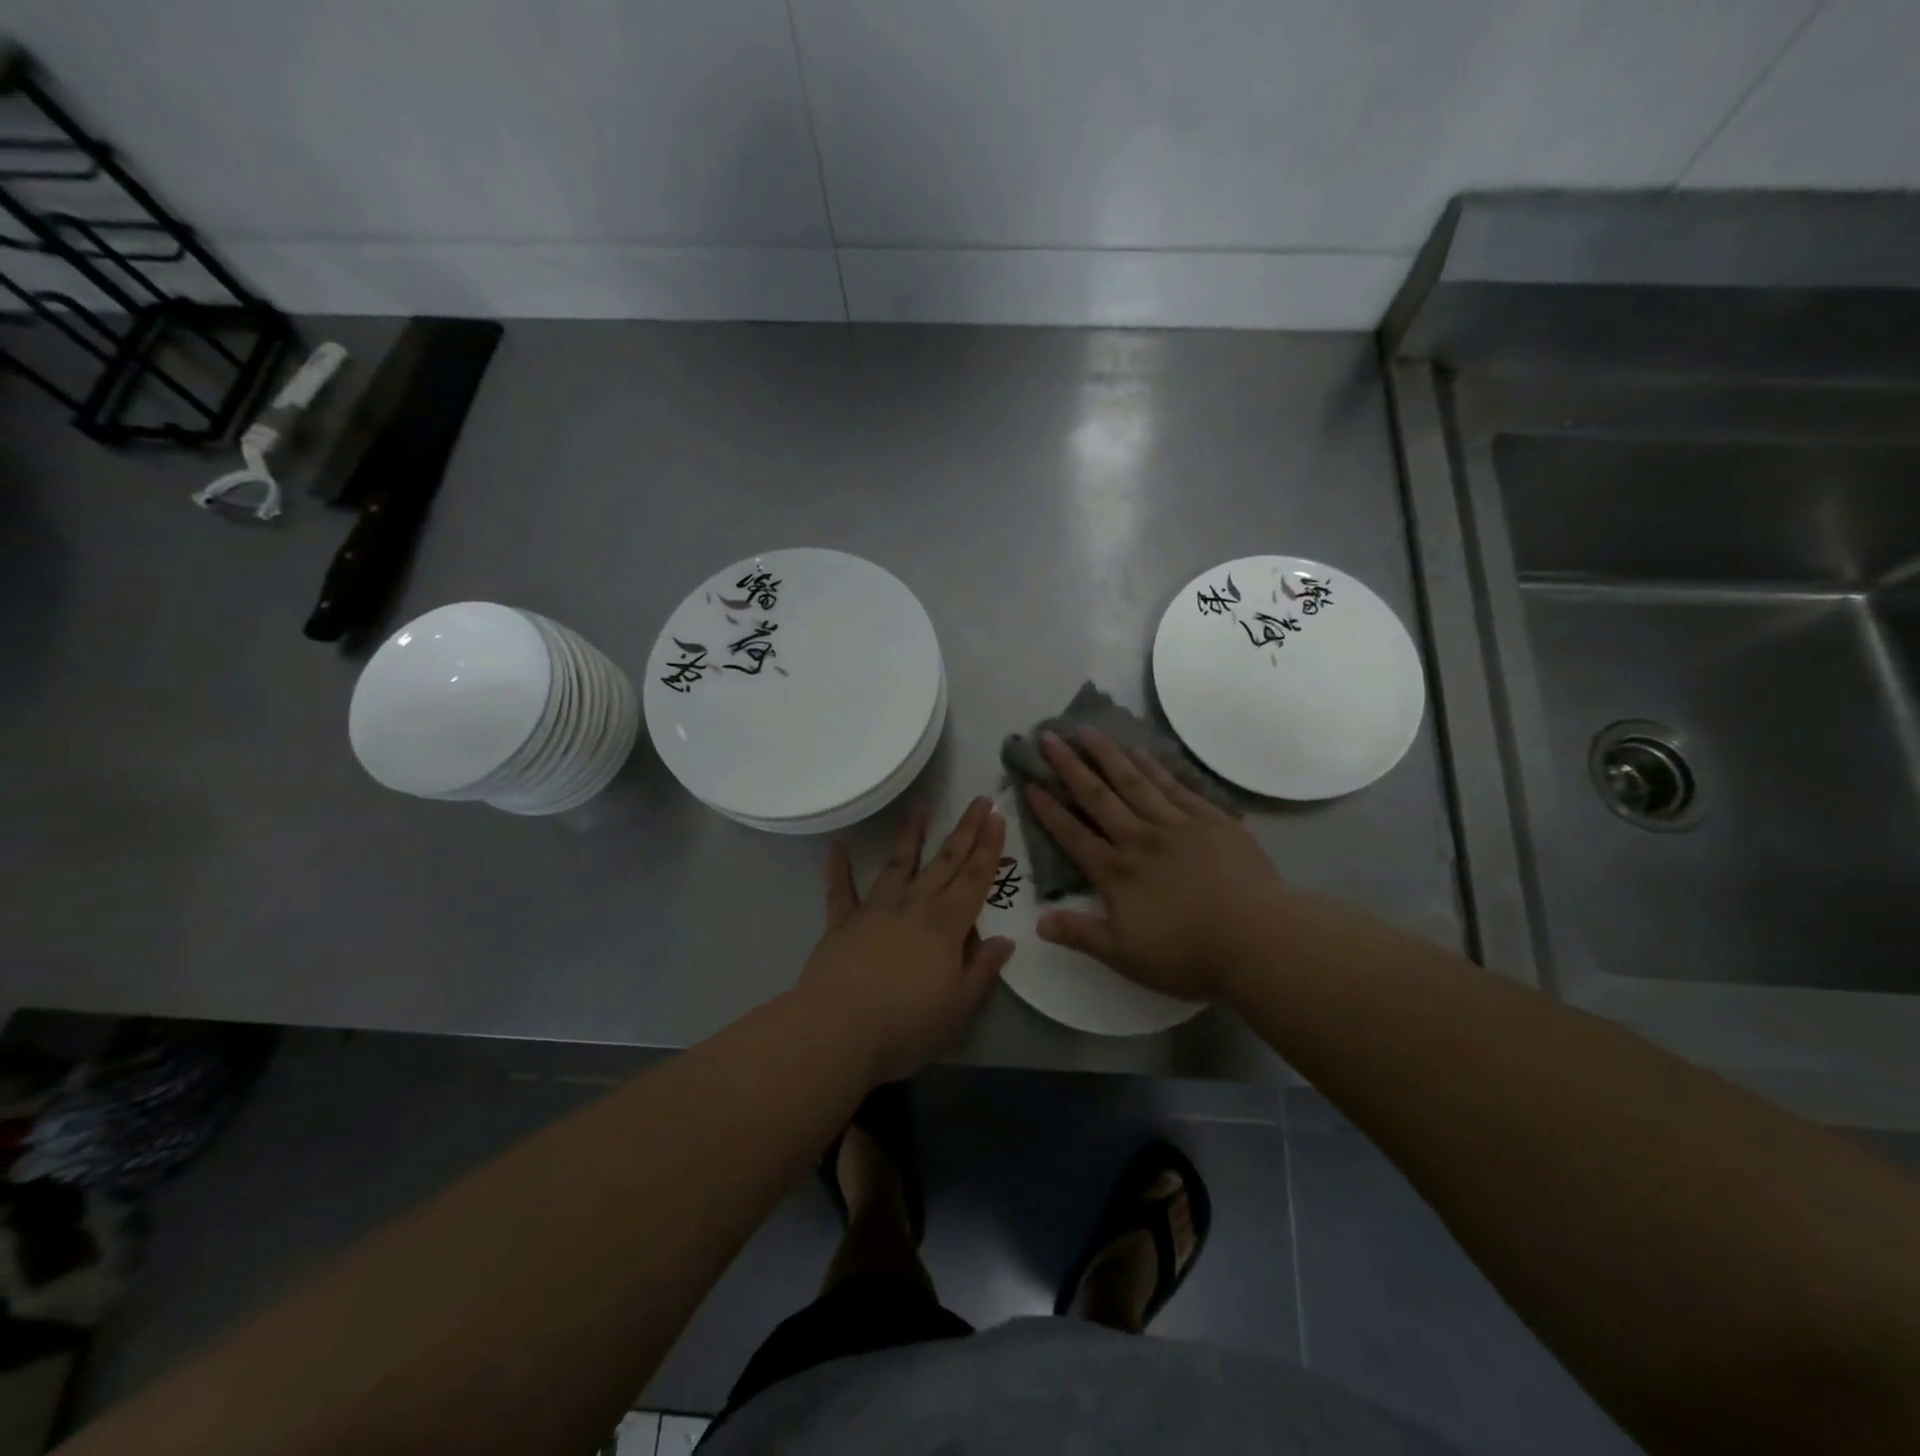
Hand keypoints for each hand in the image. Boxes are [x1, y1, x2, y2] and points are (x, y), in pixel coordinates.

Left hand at [798, 797, 1016, 1084]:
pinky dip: (838, 868)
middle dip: (965, 830)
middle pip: (945, 861)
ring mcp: (876, 909)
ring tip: (919, 807)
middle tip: (979, 800)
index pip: (975, 879)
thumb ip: (981, 970)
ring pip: (898, 863)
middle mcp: (914, 906)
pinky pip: (840, 890)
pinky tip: (837, 847)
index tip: (998, 818)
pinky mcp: (842, 922)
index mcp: (947, 925)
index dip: (989, 848)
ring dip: (910, 835)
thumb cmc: (906, 1025)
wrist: (838, 1030)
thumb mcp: (959, 1007)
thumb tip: (1005, 940)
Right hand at [1024, 730, 1285, 1001]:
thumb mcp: (1125, 956)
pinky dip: (1155, 768)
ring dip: (1108, 755)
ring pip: (1135, 782)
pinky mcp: (1211, 820)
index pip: (1073, 835)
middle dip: (1070, 767)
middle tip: (1049, 737)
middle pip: (1098, 797)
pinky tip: (1141, 752)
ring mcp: (1177, 826)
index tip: (1029, 784)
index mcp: (1116, 873)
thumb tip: (1038, 922)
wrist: (1258, 939)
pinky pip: (1176, 787)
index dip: (1048, 811)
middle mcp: (1140, 840)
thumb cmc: (1188, 954)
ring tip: (1088, 730)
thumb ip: (1080, 934)